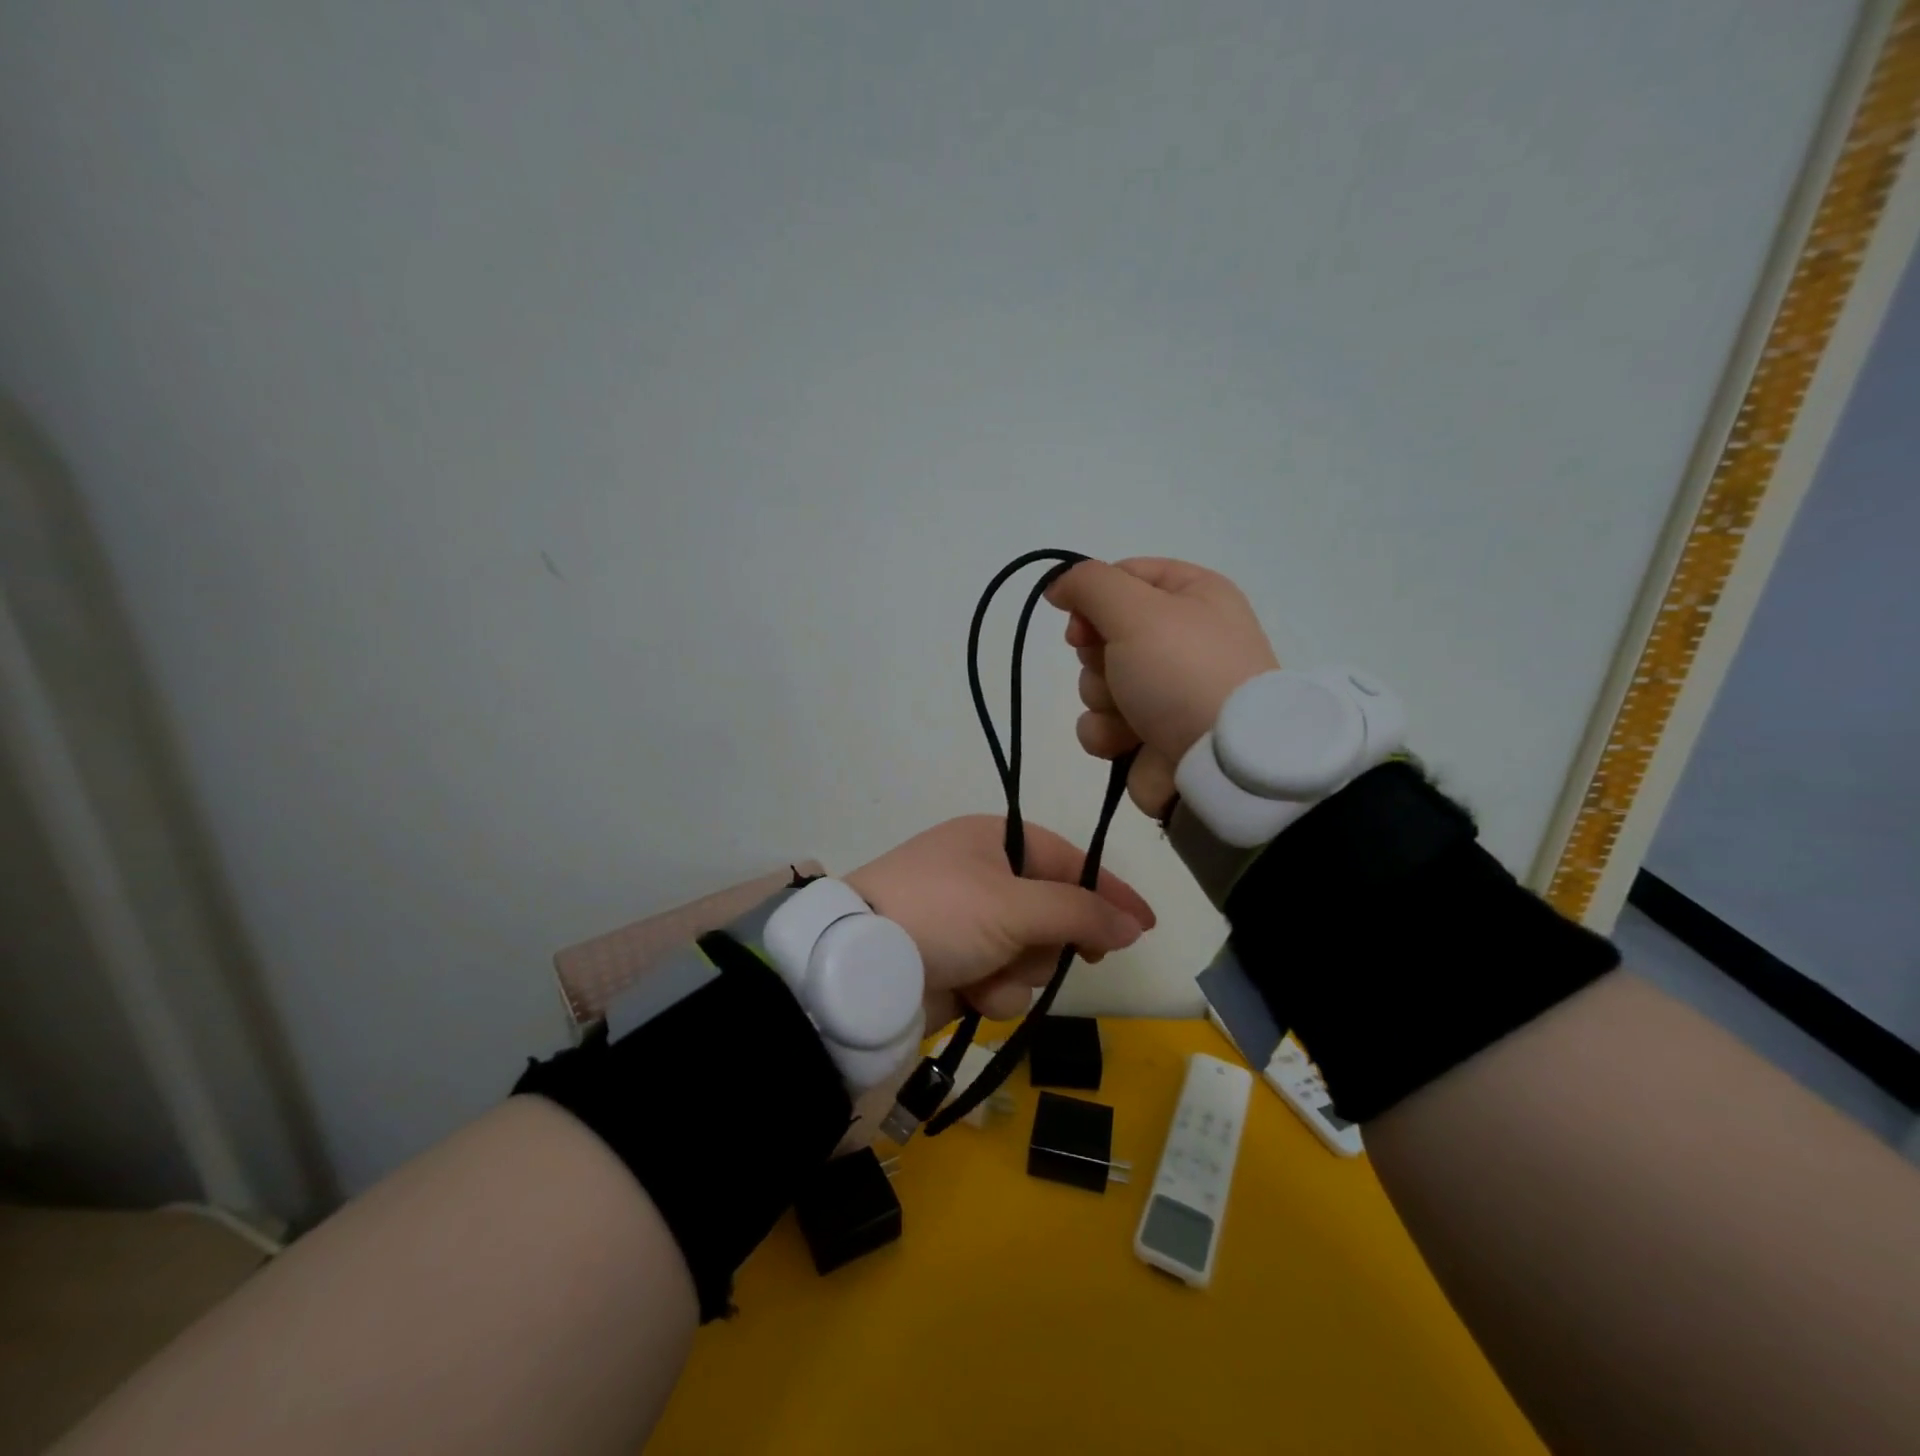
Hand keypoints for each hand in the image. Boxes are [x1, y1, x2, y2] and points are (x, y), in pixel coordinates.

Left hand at [845, 816, 1154, 1028]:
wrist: (861, 966)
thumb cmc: (942, 913)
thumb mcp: (1016, 905)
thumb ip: (1080, 912)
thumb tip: (1132, 925)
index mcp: (994, 841)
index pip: (1070, 861)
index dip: (1109, 892)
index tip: (1145, 925)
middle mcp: (983, 876)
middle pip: (1053, 914)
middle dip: (1048, 941)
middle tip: (1044, 951)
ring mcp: (968, 923)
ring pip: (1030, 956)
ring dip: (1017, 971)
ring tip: (985, 970)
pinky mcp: (957, 964)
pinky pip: (1002, 981)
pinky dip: (992, 990)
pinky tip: (968, 990)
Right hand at [1045, 557, 1279, 814]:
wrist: (1221, 764)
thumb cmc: (1183, 672)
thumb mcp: (1137, 611)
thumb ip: (1089, 585)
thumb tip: (1058, 586)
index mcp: (1194, 595)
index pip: (1124, 576)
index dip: (1093, 598)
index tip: (1079, 624)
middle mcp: (1182, 638)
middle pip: (1104, 634)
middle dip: (1098, 658)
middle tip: (1119, 670)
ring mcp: (1167, 690)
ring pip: (1097, 684)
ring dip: (1103, 701)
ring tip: (1133, 717)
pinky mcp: (1150, 734)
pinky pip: (1103, 726)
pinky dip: (1109, 735)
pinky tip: (1131, 744)